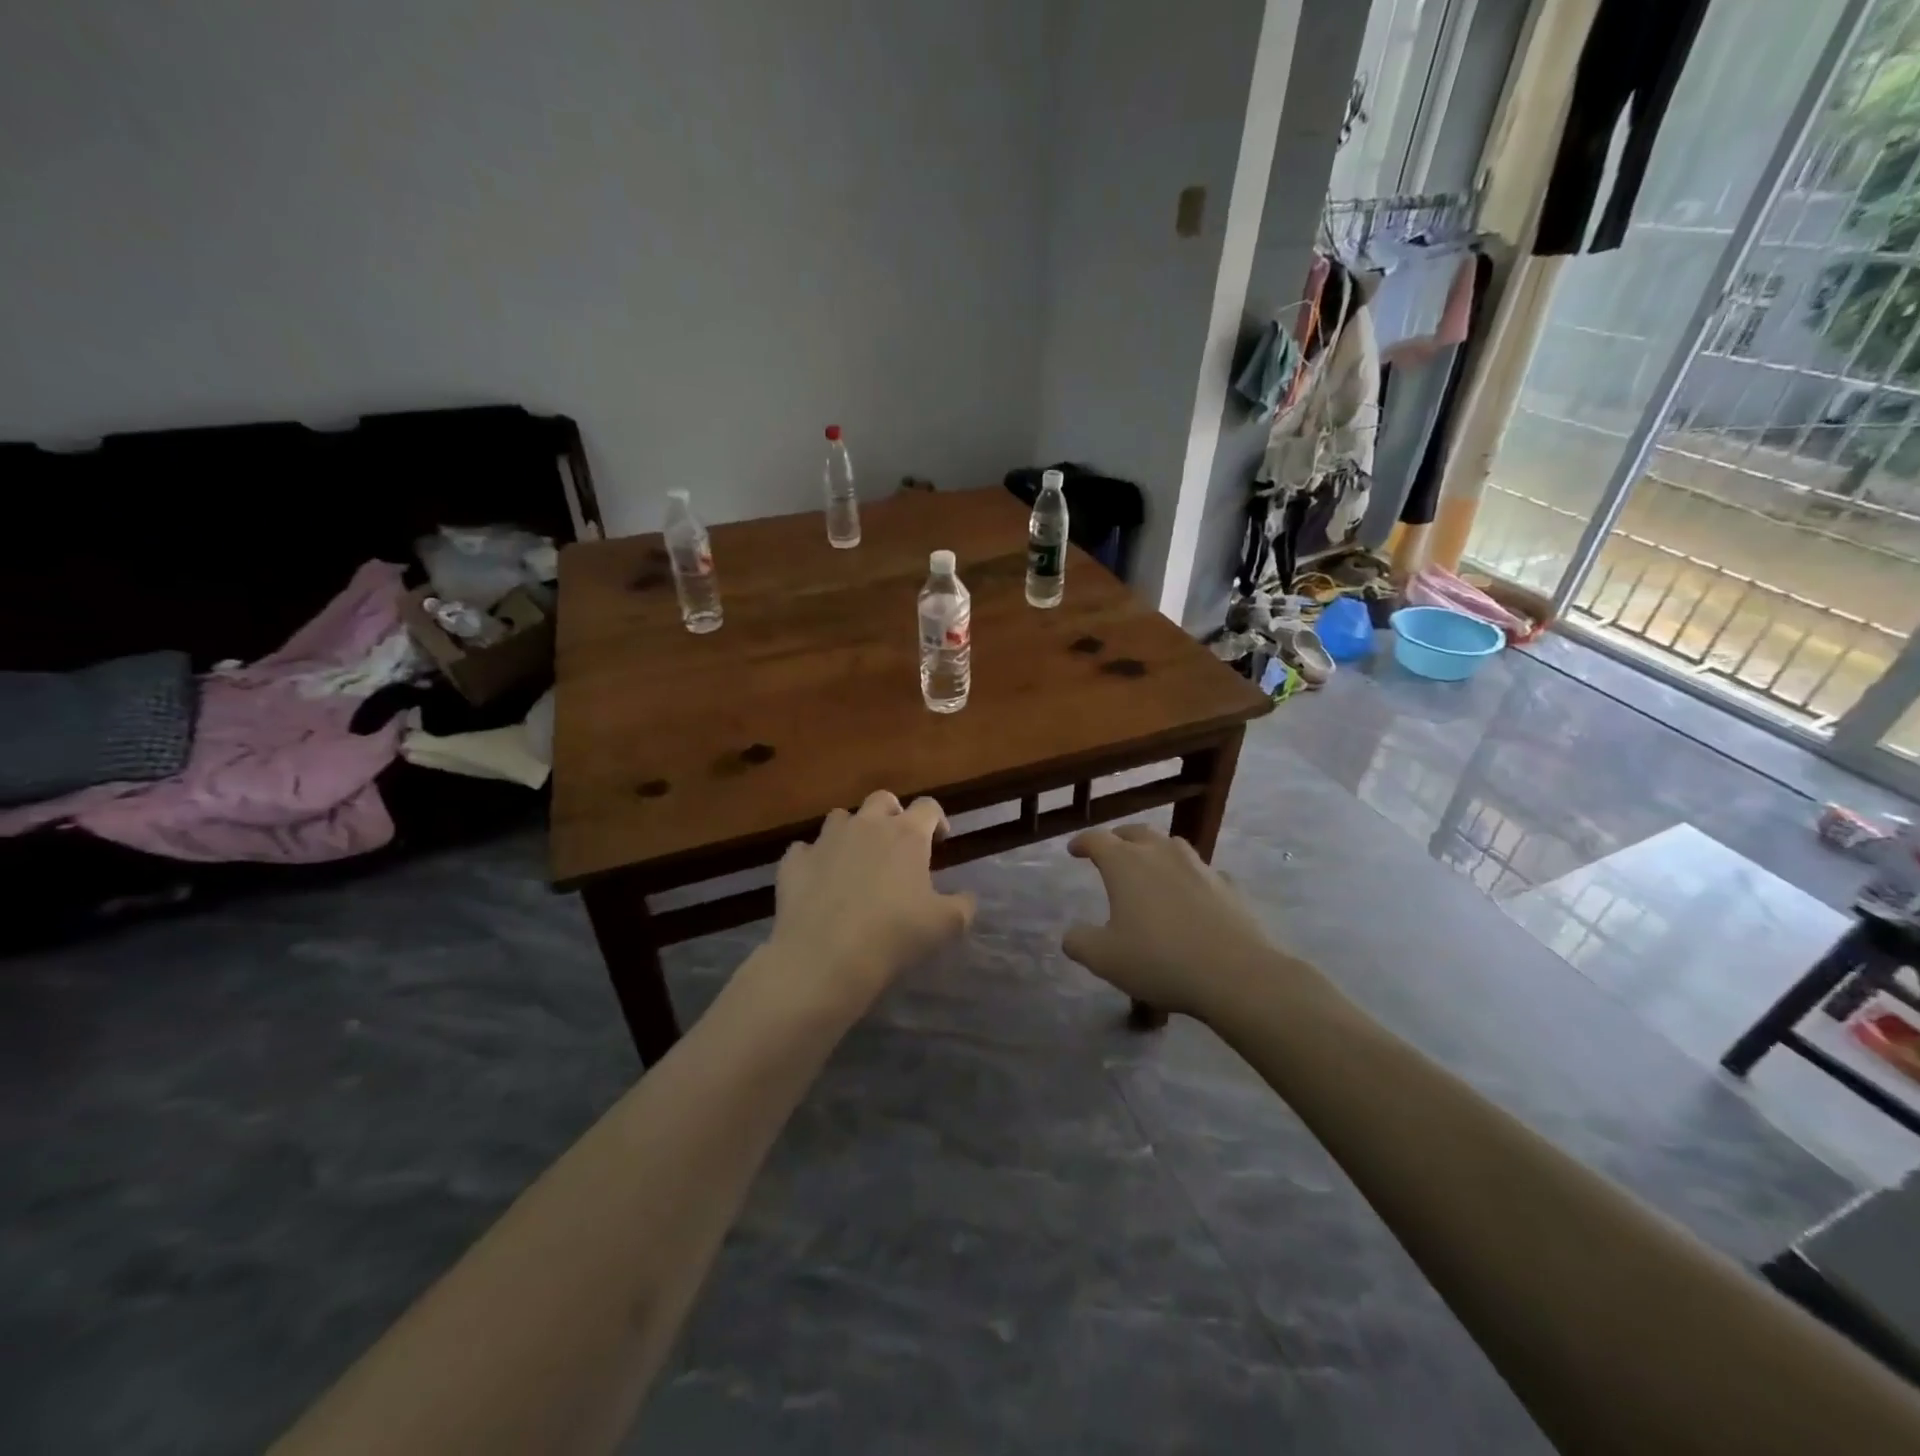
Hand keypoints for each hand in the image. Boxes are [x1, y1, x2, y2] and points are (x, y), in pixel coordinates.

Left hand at [766, 791, 976, 1010]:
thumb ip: (963, 905)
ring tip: (856, 859)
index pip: (928, 806)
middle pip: (882, 799)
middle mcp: (866, 826)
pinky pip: (805, 849)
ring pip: (841, 817)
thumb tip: (967, 897)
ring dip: (852, 831)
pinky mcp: (795, 861)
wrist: (825, 956)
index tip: (940, 840)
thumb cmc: (895, 935)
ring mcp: (826, 840)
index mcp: (906, 834)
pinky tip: (818, 880)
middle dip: (892, 813)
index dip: (937, 819)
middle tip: (897, 843)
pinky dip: (814, 859)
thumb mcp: (946, 925)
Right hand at [1062, 824, 1278, 1017]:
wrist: (1236, 974)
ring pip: (1172, 845)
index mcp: (1125, 864)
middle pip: (1136, 832)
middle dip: (1119, 838)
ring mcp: (1199, 867)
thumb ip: (1080, 942)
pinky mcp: (1228, 886)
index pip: (1097, 839)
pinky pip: (1202, 872)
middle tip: (1110, 850)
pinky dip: (1189, 877)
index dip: (1082, 842)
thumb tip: (1071, 935)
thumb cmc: (1160, 960)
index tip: (1073, 849)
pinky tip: (1191, 895)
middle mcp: (1161, 854)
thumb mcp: (1104, 959)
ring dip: (1155, 850)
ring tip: (1150, 866)